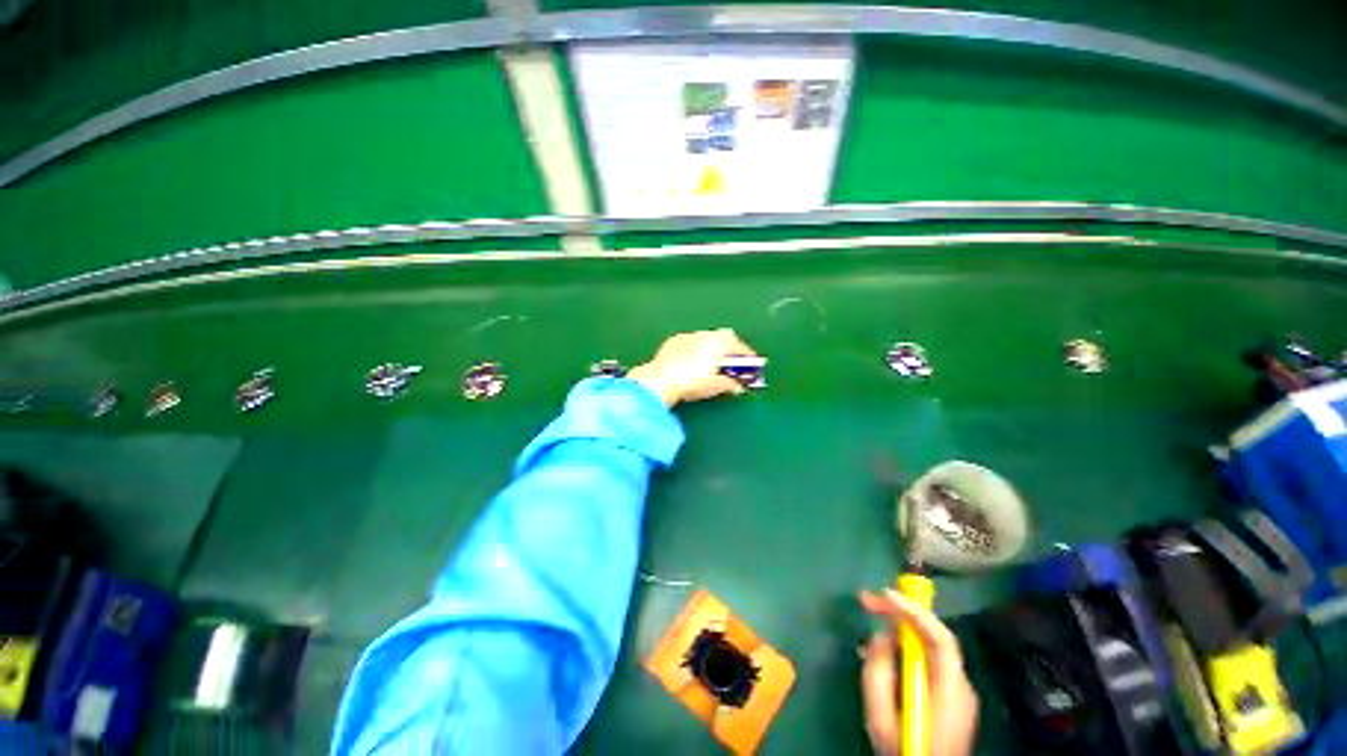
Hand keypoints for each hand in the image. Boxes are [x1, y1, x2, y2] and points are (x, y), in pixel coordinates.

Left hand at [626, 328, 757, 406]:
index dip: (748, 356)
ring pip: (707, 339)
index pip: (740, 347)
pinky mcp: (673, 341)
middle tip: (733, 363)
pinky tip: (693, 362)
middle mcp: (705, 335)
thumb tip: (738, 387)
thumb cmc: (693, 382)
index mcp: (719, 343)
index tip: (753, 364)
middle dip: (730, 349)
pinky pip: (691, 342)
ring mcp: (688, 336)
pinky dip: (697, 349)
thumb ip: (730, 384)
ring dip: (713, 348)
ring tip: (713, 363)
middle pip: (724, 338)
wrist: (660, 380)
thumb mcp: (715, 386)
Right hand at [859, 589, 978, 755]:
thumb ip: (877, 675)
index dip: (914, 611)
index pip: (941, 640)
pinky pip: (928, 661)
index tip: (884, 594)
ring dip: (901, 631)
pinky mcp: (951, 698)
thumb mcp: (880, 719)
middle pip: (935, 637)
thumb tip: (878, 637)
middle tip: (867, 599)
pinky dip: (906, 648)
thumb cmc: (904, 753)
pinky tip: (885, 653)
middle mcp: (961, 687)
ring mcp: (959, 693)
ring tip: (871, 622)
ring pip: (930, 648)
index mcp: (950, 692)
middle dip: (901, 613)